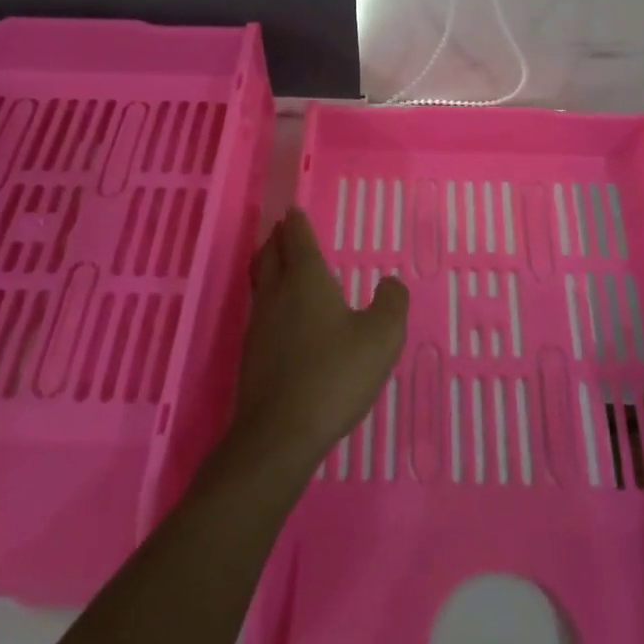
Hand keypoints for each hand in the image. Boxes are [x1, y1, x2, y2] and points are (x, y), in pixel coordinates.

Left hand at [226, 209, 408, 477]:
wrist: (280, 432)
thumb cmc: (335, 374)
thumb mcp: (382, 337)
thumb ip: (392, 303)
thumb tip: (390, 283)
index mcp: (306, 280)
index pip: (297, 240)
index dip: (296, 223)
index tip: (293, 210)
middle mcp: (276, 295)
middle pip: (269, 255)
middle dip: (277, 239)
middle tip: (283, 230)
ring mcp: (258, 326)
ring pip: (260, 283)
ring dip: (268, 266)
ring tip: (279, 265)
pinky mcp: (251, 355)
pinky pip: (260, 312)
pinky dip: (269, 300)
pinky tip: (282, 318)